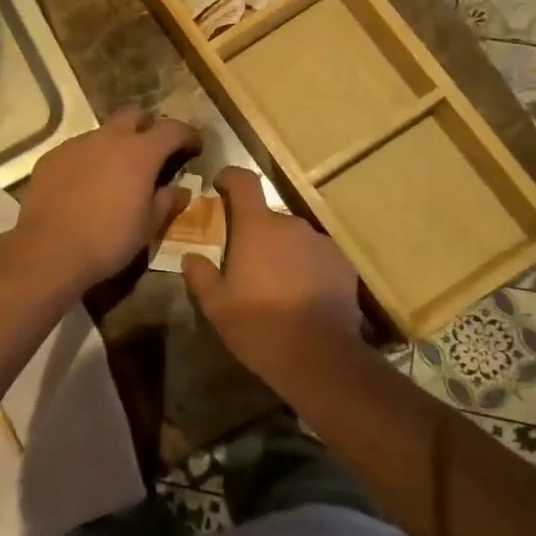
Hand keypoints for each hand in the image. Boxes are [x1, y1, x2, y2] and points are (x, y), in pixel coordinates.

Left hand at [9, 105, 202, 293]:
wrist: (49, 251)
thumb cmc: (108, 240)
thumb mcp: (148, 226)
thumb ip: (167, 201)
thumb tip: (181, 190)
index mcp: (140, 153)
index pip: (173, 129)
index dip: (188, 134)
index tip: (195, 146)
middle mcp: (108, 138)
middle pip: (135, 114)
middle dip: (148, 126)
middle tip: (153, 150)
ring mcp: (76, 144)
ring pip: (103, 131)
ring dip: (116, 143)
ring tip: (116, 171)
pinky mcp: (52, 157)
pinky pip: (78, 149)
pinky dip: (89, 159)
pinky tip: (85, 184)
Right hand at [180, 167, 360, 373]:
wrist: (320, 358)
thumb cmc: (259, 326)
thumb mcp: (216, 306)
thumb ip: (200, 275)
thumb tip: (191, 257)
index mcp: (257, 227)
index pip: (244, 181)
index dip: (230, 177)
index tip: (220, 185)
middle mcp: (292, 225)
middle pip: (268, 217)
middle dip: (255, 233)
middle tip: (244, 264)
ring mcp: (322, 243)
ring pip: (294, 239)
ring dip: (282, 253)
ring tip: (276, 287)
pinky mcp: (344, 265)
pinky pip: (317, 257)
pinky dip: (306, 269)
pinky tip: (301, 298)